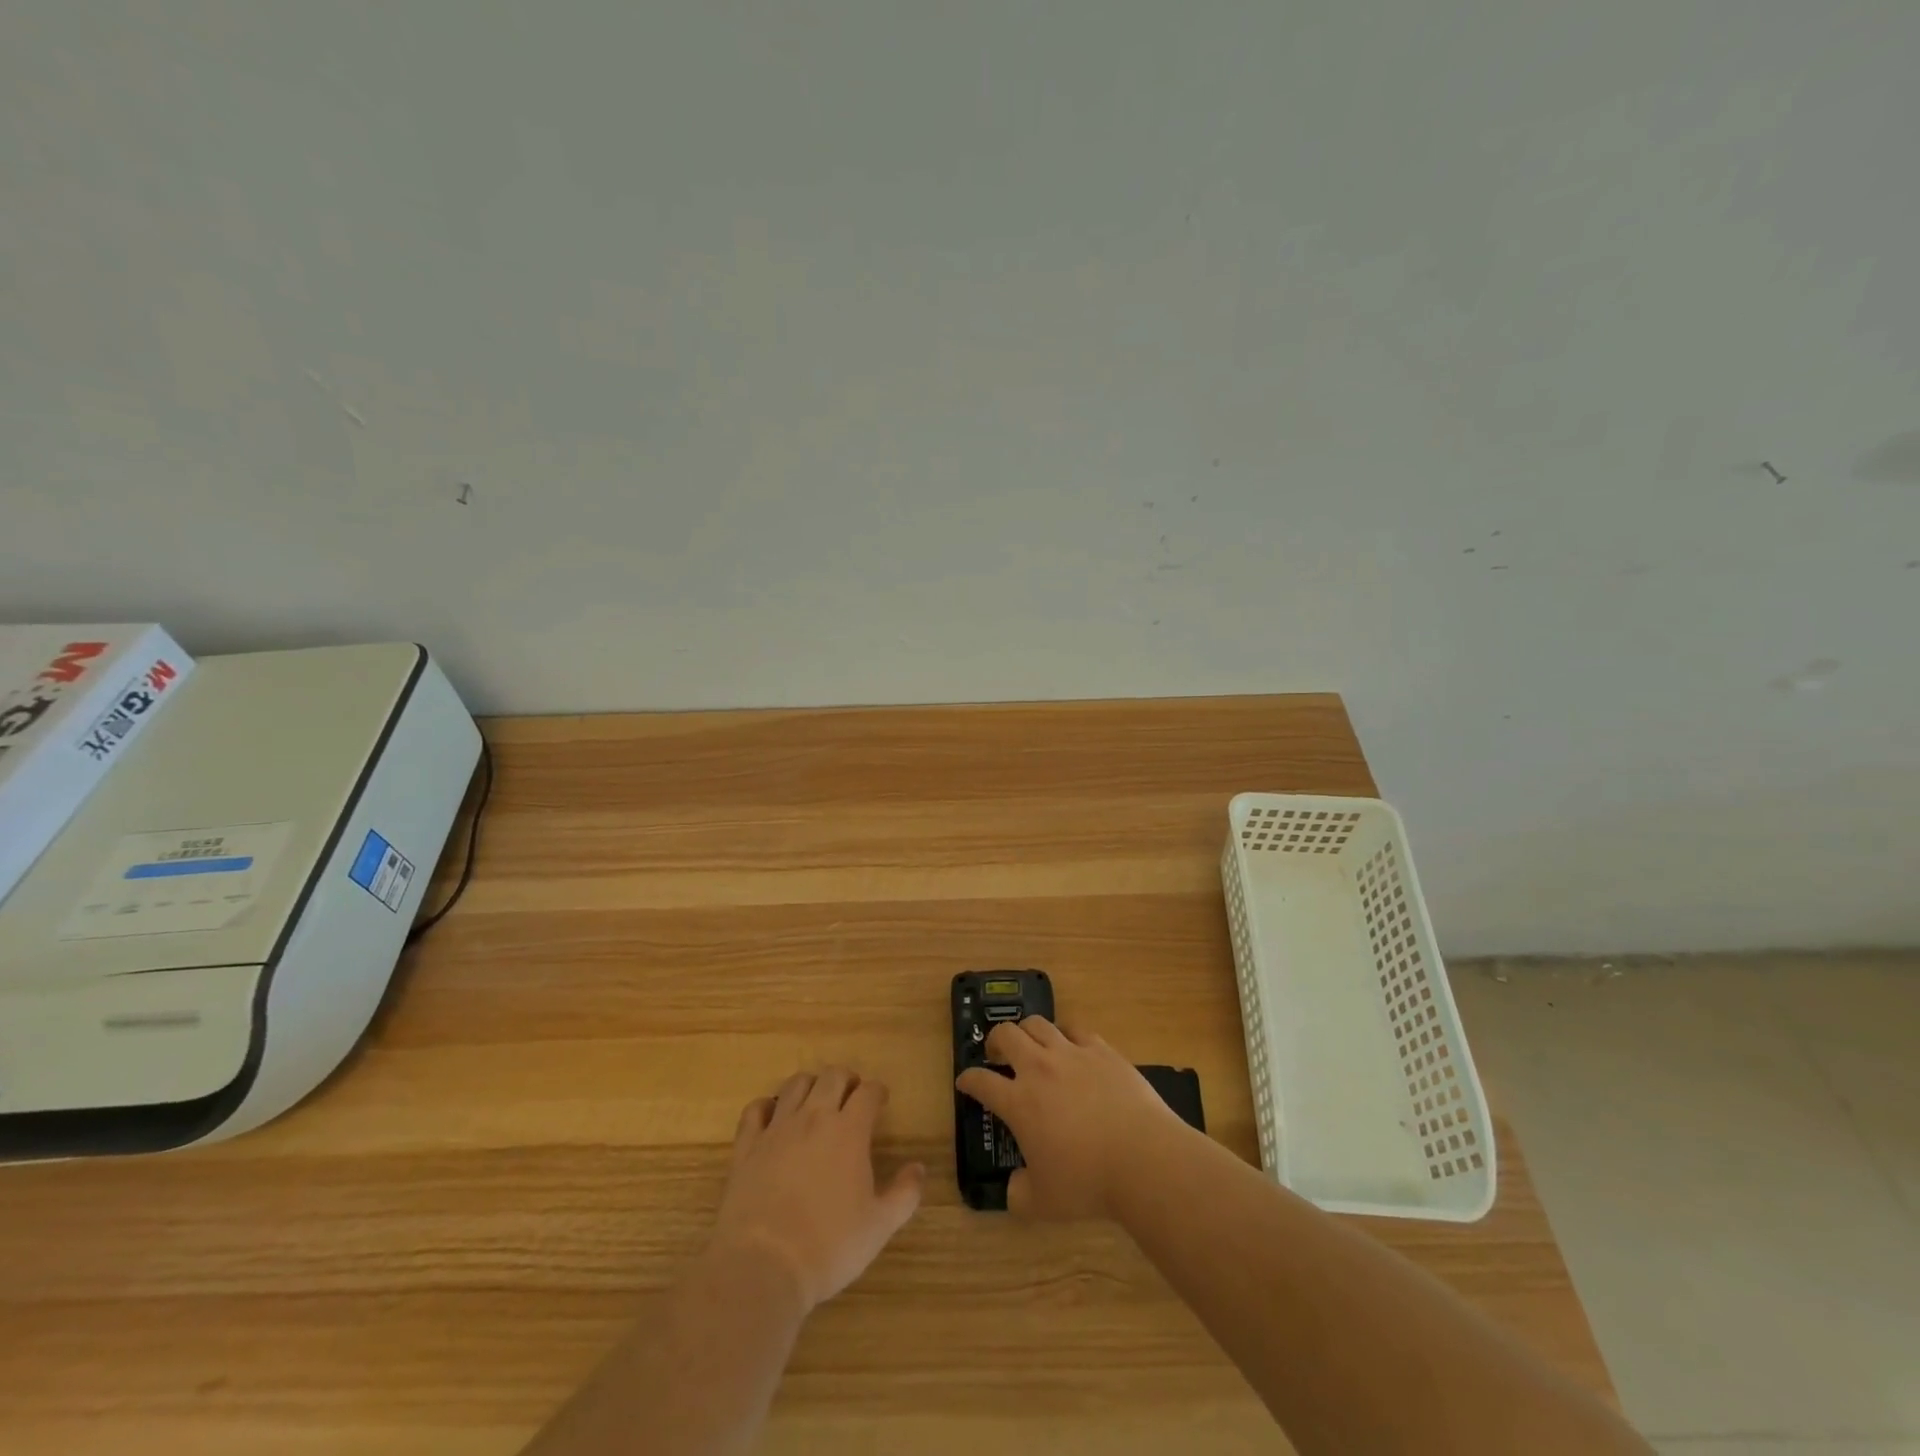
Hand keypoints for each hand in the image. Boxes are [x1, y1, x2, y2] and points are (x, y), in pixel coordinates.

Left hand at [707, 1067, 925, 1312]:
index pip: (868, 1092)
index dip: (877, 1091)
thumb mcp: (880, 1226)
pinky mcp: (747, 1146)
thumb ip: (905, 1194)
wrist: (763, 1267)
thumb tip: (919, 1168)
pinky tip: (772, 1117)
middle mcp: (814, 1118)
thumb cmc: (829, 1247)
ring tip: (815, 1101)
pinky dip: (767, 1106)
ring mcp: (777, 1129)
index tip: (880, 1101)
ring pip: (795, 1084)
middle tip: (851, 1096)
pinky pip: (755, 1110)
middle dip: (846, 1079)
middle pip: (832, 1076)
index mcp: (849, 1131)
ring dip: (810, 1085)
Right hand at [954, 1017, 1190, 1219]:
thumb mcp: (1043, 1203)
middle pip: (1006, 1035)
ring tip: (1031, 1044)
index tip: (965, 1082)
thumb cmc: (1088, 1182)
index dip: (968, 1080)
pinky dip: (1065, 1034)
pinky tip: (1069, 1046)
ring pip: (1038, 1023)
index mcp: (1019, 1102)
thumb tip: (1014, 1187)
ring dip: (1026, 1031)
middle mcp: (1039, 1068)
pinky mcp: (1101, 1049)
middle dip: (994, 1040)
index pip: (981, 1081)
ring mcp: (1071, 1054)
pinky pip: (1075, 1028)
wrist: (1142, 1158)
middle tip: (997, 1054)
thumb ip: (1019, 1194)